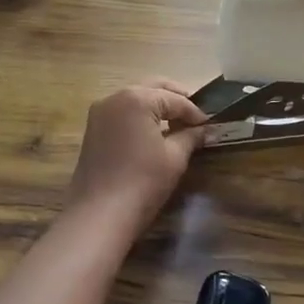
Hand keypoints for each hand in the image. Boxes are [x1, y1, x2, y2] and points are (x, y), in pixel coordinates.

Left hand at [64, 81, 208, 224]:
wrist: (99, 215)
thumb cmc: (142, 182)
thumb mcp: (174, 157)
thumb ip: (191, 136)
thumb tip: (206, 129)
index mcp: (137, 98)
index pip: (175, 99)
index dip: (195, 112)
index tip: (210, 125)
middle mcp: (115, 97)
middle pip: (153, 88)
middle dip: (176, 100)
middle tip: (195, 117)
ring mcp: (100, 112)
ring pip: (136, 98)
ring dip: (157, 106)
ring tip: (177, 125)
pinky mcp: (93, 129)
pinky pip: (123, 112)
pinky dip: (140, 116)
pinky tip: (154, 133)